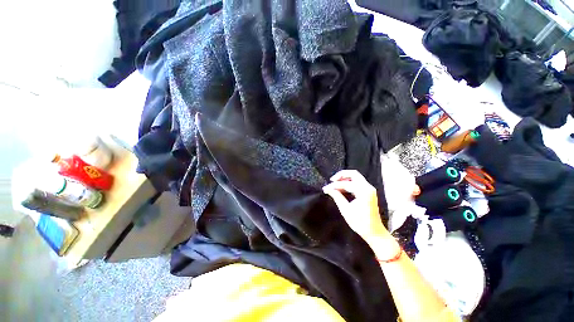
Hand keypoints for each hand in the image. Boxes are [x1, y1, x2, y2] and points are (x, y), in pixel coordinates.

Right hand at [322, 170, 390, 243]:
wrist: (374, 232)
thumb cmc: (360, 223)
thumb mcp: (346, 210)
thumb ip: (337, 196)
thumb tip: (328, 189)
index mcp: (363, 191)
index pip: (346, 183)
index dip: (334, 185)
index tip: (325, 188)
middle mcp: (368, 187)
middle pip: (353, 174)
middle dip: (341, 175)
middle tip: (332, 180)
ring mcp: (369, 189)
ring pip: (356, 177)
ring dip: (345, 178)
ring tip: (335, 183)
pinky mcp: (368, 192)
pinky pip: (358, 182)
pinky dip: (349, 182)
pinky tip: (342, 187)